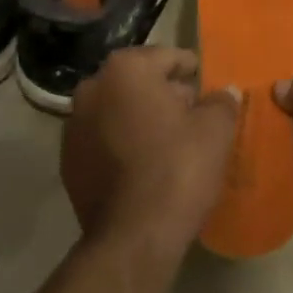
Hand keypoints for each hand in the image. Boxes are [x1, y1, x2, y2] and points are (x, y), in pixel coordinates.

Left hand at [60, 47, 239, 251]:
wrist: (133, 236)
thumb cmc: (178, 170)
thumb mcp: (215, 131)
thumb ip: (221, 103)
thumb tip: (223, 93)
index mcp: (126, 70)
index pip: (166, 56)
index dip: (190, 69)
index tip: (205, 83)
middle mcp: (92, 88)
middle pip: (138, 82)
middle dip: (164, 94)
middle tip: (193, 114)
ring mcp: (73, 126)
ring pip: (117, 110)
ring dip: (140, 118)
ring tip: (170, 142)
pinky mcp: (68, 161)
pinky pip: (103, 140)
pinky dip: (122, 144)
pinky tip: (144, 165)